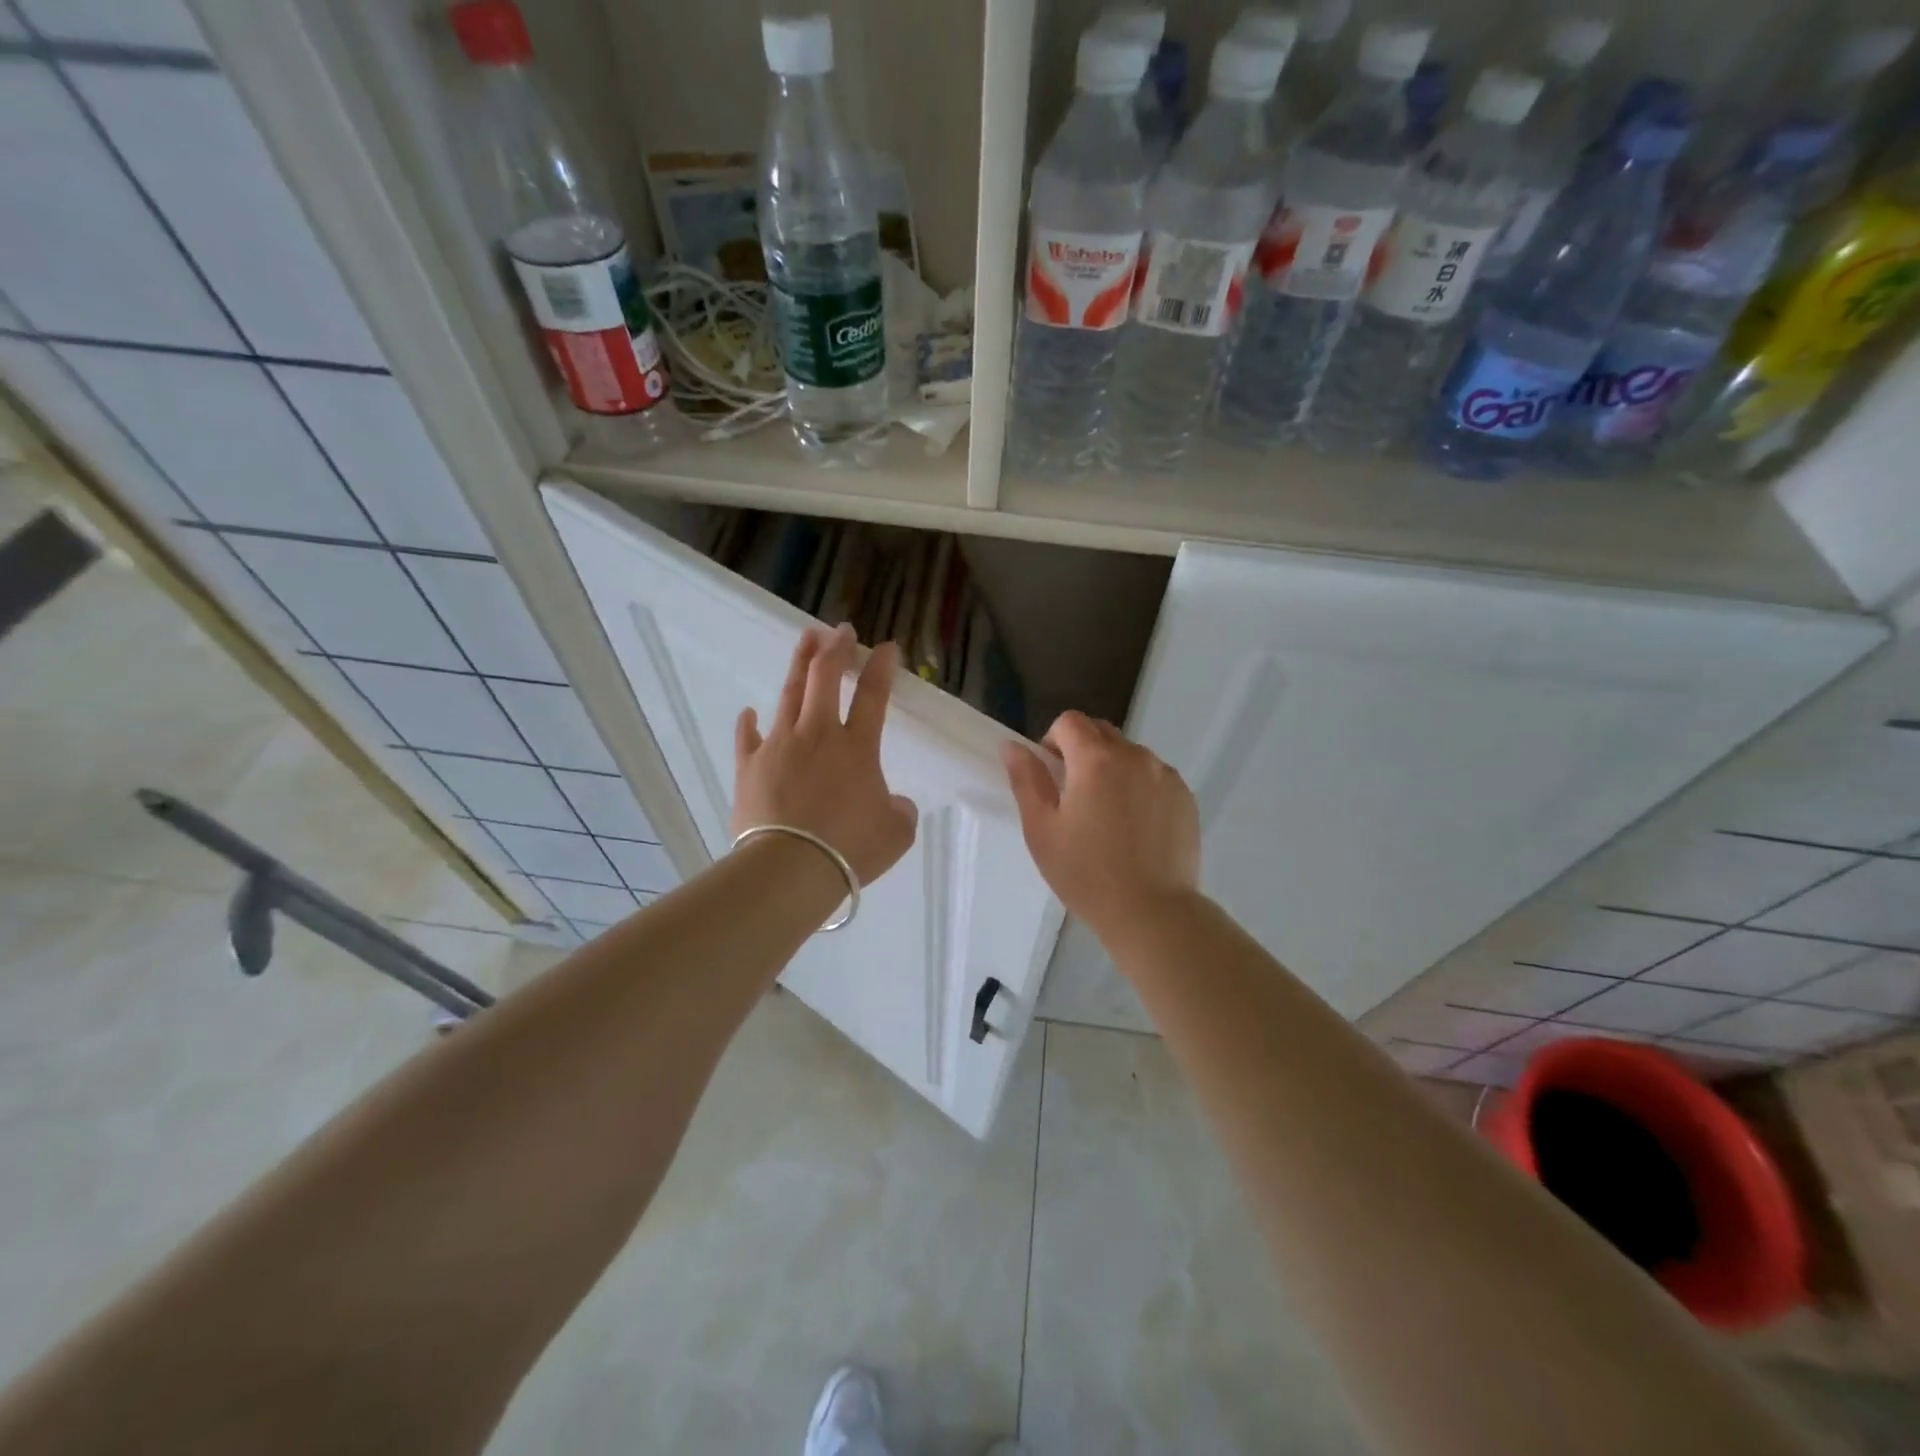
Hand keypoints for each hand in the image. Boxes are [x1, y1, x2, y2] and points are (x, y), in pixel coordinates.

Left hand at [733, 625, 917, 885]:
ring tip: (805, 641)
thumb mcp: (896, 832)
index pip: (873, 695)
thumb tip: (892, 803)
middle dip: (835, 649)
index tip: (886, 646)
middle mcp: (818, 735)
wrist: (790, 868)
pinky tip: (749, 711)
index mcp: (857, 747)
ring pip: (789, 694)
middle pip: (825, 678)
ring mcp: (779, 746)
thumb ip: (899, 810)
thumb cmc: (850, 848)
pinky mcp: (749, 766)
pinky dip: (749, 723)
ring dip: (799, 664)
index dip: (881, 667)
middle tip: (840, 631)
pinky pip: (749, 737)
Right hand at [1001, 711, 1200, 937]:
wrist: (1152, 912)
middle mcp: (1135, 756)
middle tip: (1075, 796)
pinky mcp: (1186, 797)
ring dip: (1113, 769)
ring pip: (1130, 754)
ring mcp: (1165, 776)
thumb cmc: (1086, 874)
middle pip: (1102, 732)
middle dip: (1082, 750)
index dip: (1053, 740)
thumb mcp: (1042, 830)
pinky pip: (1155, 777)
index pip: (1070, 721)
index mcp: (1096, 760)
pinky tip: (1136, 828)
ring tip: (1109, 816)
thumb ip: (1026, 780)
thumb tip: (1012, 746)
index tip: (1051, 775)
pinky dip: (1140, 787)